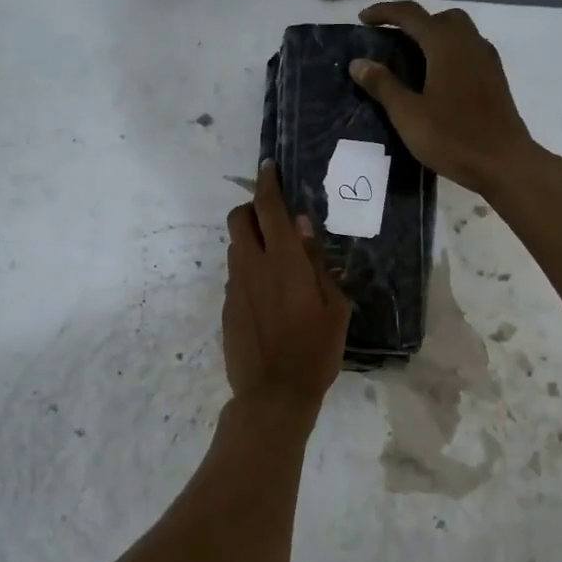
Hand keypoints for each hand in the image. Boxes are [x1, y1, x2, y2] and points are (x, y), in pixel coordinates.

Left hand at [223, 161, 351, 414]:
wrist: (273, 394)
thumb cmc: (315, 350)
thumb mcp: (334, 306)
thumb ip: (317, 261)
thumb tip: (302, 224)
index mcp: (283, 261)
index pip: (268, 207)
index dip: (267, 182)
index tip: (269, 167)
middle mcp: (252, 265)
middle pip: (238, 218)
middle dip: (252, 208)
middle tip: (275, 220)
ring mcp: (235, 286)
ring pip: (235, 246)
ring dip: (251, 239)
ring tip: (277, 260)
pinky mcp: (227, 306)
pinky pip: (236, 274)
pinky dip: (249, 269)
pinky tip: (269, 294)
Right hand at [350, 1, 538, 194]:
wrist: (504, 162)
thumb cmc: (452, 137)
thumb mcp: (408, 114)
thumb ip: (382, 85)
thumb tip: (358, 62)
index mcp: (445, 45)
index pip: (411, 14)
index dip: (384, 13)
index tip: (362, 20)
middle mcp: (469, 42)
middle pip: (439, 18)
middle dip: (413, 22)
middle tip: (390, 41)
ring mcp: (486, 59)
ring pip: (458, 32)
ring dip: (433, 36)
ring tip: (411, 60)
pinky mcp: (494, 78)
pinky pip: (468, 50)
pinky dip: (448, 52)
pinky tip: (436, 79)